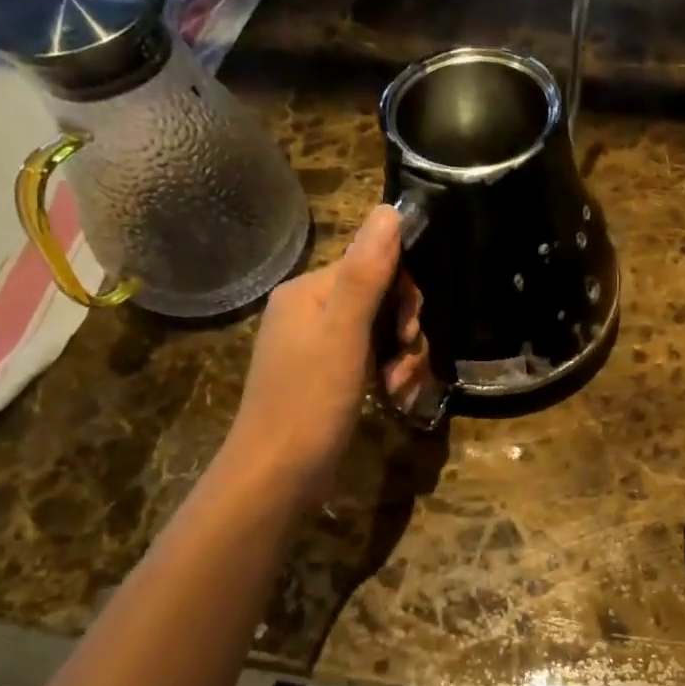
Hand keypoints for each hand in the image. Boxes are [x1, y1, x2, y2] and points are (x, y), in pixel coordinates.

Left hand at [225, 205, 428, 506]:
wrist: (276, 476)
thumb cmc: (310, 400)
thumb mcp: (344, 333)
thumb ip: (367, 272)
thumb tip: (390, 209)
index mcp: (309, 292)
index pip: (373, 265)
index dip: (403, 295)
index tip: (409, 333)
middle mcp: (310, 312)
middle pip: (380, 300)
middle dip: (404, 333)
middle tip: (405, 367)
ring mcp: (316, 347)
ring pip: (380, 334)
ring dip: (402, 360)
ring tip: (400, 391)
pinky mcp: (325, 378)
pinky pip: (369, 360)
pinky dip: (388, 376)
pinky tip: (395, 399)